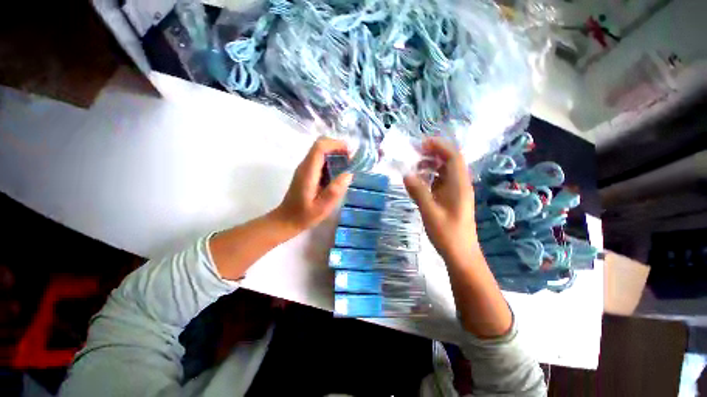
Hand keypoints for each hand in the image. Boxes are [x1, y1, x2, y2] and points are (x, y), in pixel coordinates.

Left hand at [272, 137, 352, 233]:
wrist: (286, 220)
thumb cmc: (304, 215)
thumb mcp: (322, 207)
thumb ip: (335, 191)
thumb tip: (348, 174)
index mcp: (308, 171)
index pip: (320, 147)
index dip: (336, 144)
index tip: (350, 153)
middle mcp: (305, 165)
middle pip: (320, 145)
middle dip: (337, 148)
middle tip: (351, 161)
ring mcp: (305, 168)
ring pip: (320, 151)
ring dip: (335, 155)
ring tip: (348, 167)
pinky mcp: (307, 172)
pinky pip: (320, 160)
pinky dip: (331, 162)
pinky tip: (338, 174)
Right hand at [403, 138, 476, 261]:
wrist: (460, 254)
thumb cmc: (447, 234)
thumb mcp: (430, 212)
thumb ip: (418, 192)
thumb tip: (406, 175)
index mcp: (459, 185)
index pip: (453, 156)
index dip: (439, 146)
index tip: (422, 144)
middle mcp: (459, 185)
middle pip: (450, 161)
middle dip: (434, 154)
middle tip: (414, 154)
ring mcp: (455, 192)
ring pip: (445, 171)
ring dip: (431, 165)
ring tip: (414, 167)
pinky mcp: (450, 199)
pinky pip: (440, 182)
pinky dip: (430, 177)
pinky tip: (419, 181)